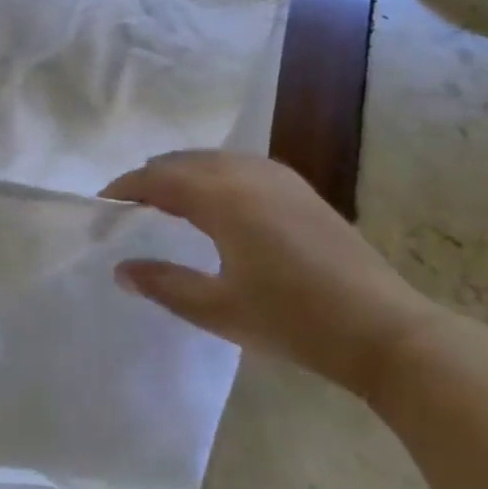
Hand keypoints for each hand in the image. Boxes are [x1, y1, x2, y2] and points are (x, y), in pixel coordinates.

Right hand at [104, 151, 444, 401]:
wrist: (384, 330)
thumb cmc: (294, 321)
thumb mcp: (219, 310)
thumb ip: (164, 285)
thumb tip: (121, 269)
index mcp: (222, 197)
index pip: (158, 178)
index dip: (126, 188)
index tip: (103, 204)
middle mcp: (246, 172)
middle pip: (183, 161)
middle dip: (152, 178)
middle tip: (130, 207)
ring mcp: (277, 176)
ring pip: (213, 159)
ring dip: (183, 173)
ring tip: (167, 202)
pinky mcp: (299, 187)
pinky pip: (240, 164)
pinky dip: (214, 174)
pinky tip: (217, 202)